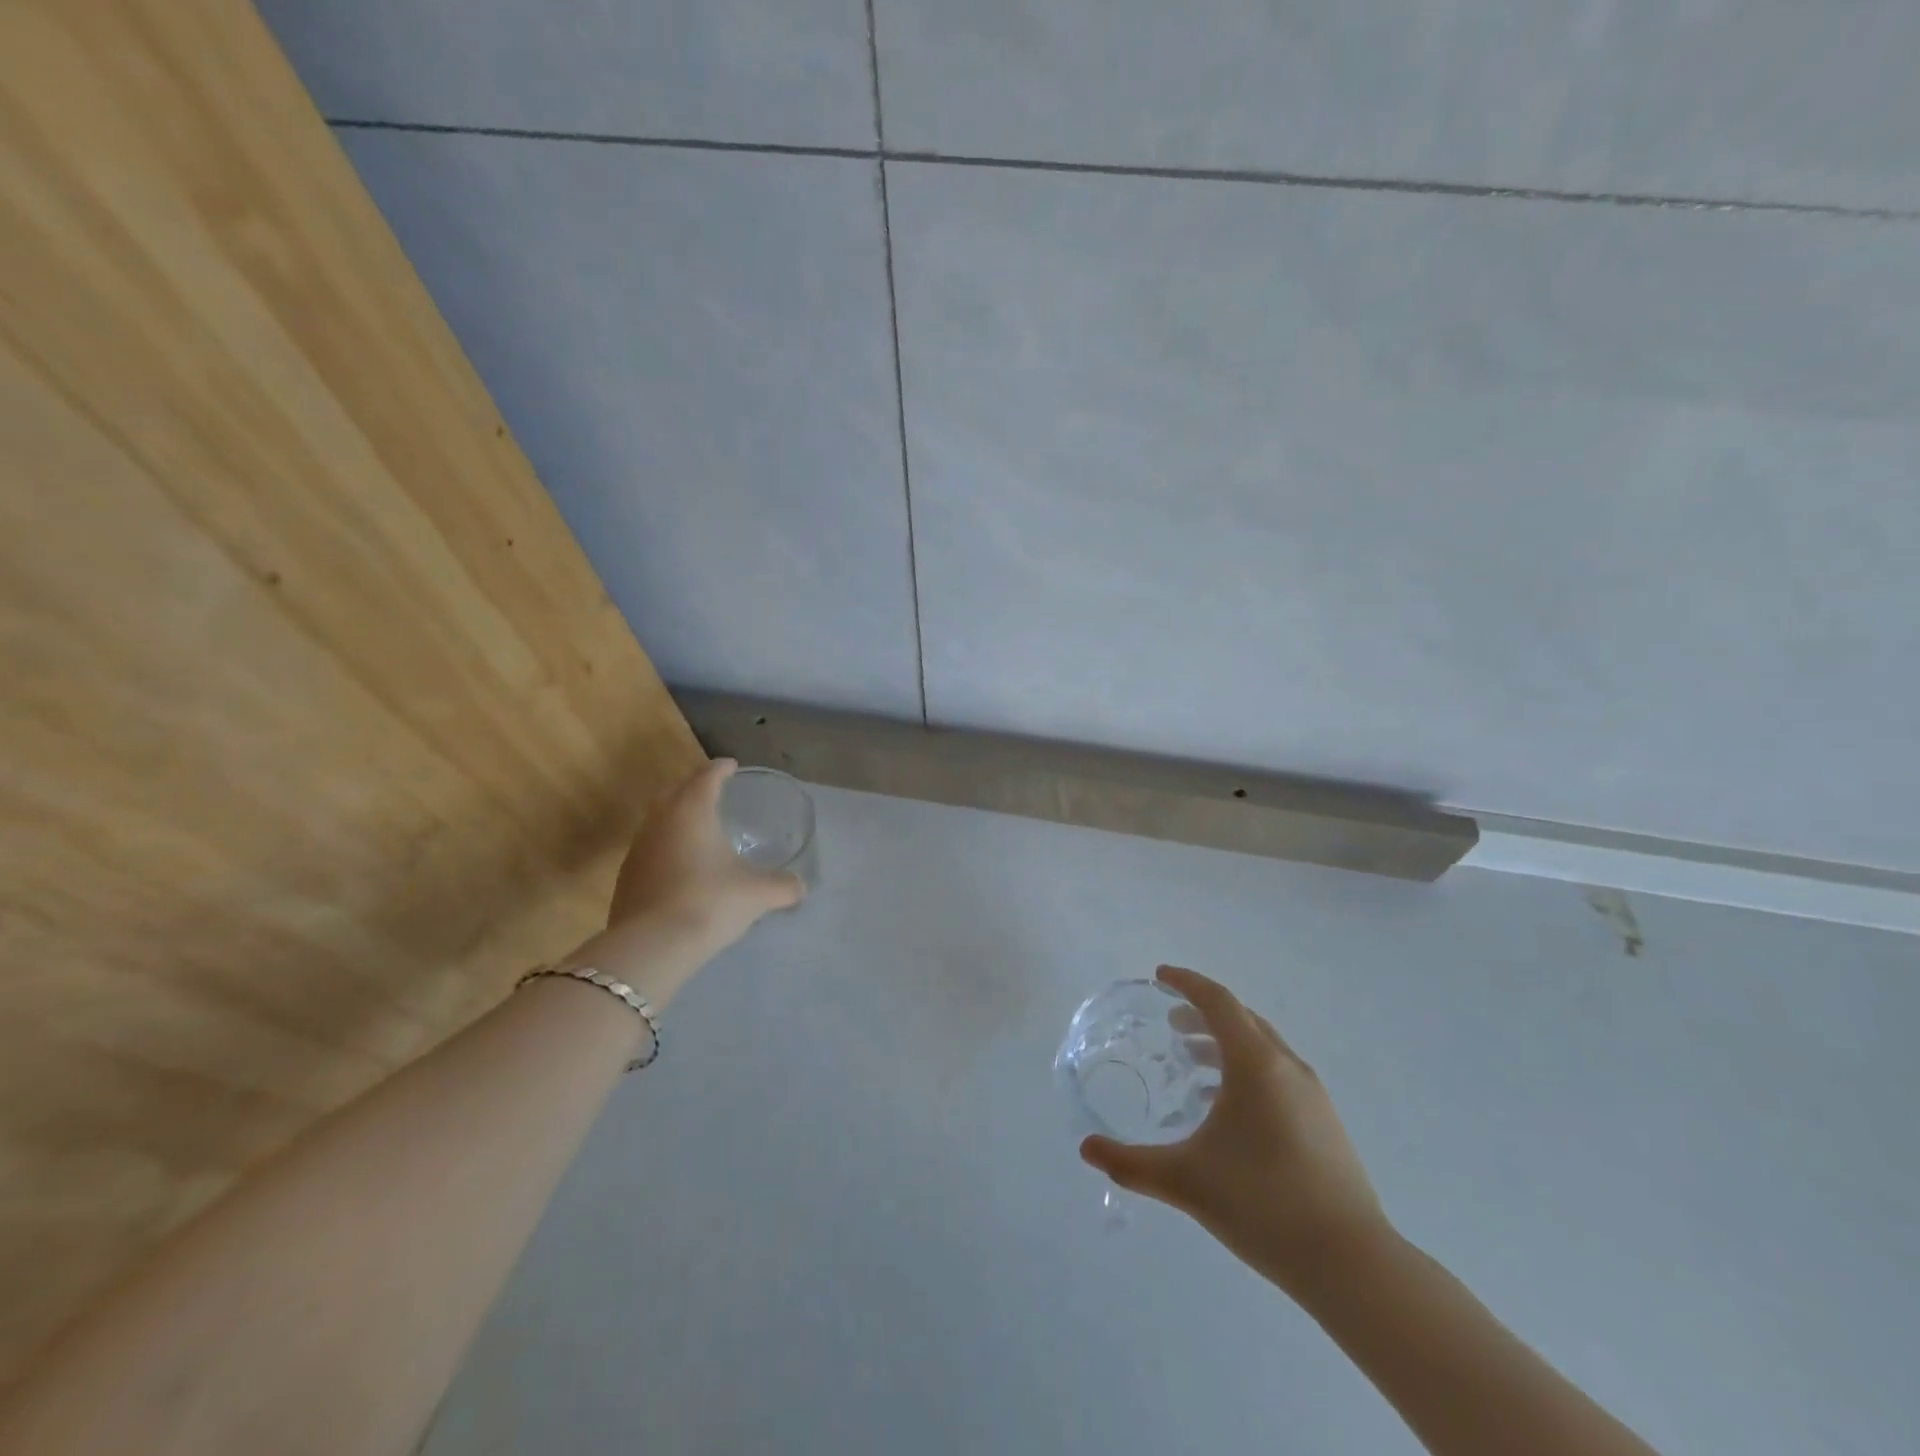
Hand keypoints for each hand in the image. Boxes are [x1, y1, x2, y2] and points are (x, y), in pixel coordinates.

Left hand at [604, 758, 803, 955]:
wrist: (652, 947)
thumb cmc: (710, 902)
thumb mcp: (757, 893)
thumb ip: (783, 886)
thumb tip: (801, 888)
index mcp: (692, 811)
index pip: (706, 777)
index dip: (721, 769)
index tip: (731, 766)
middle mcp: (660, 821)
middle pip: (675, 792)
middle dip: (694, 787)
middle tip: (713, 791)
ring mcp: (638, 849)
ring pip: (658, 821)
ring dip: (677, 818)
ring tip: (699, 829)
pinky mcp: (626, 878)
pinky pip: (650, 850)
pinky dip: (667, 848)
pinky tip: (682, 867)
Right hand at [1080, 966, 1390, 1297]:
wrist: (1351, 1264)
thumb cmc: (1262, 1204)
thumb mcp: (1186, 1181)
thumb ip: (1131, 1164)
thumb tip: (1086, 1150)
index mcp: (1256, 1063)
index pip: (1218, 1001)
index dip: (1187, 983)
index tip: (1160, 976)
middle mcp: (1287, 1067)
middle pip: (1242, 1020)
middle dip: (1204, 1013)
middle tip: (1171, 1024)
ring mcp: (1312, 1096)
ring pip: (1263, 1049)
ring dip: (1225, 1044)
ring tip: (1193, 1065)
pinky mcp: (1325, 1123)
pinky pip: (1278, 1075)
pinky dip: (1246, 1072)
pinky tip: (1227, 1112)